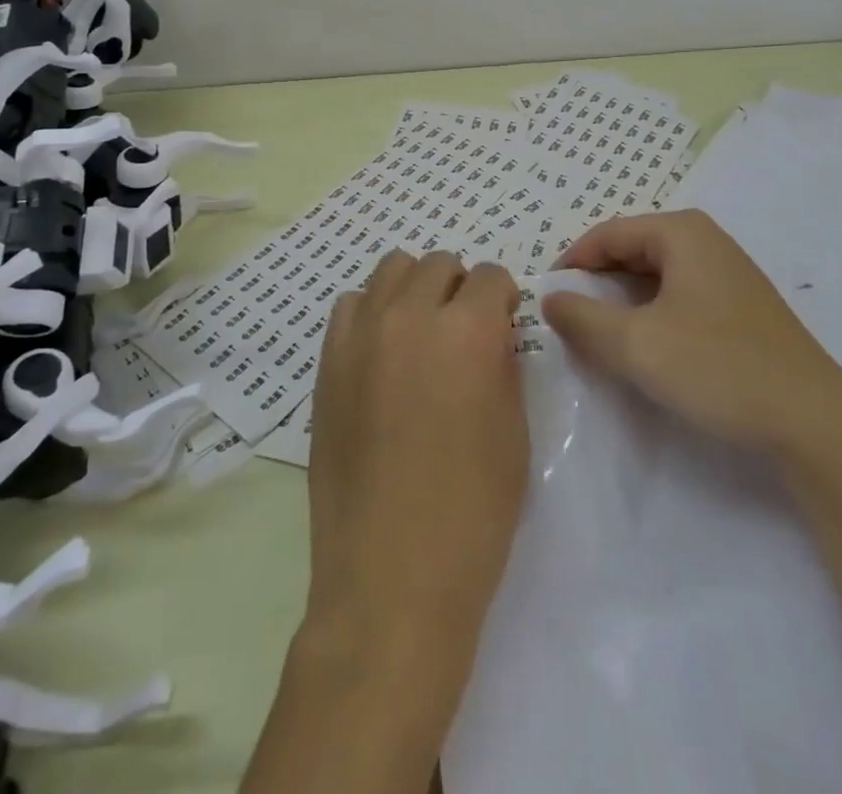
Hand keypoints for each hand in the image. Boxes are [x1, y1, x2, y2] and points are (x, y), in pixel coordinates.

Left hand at [304, 251, 527, 681]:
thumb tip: (491, 334)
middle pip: (437, 264)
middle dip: (459, 288)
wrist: (390, 578)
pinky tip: (382, 354)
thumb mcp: (513, 431)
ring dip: (415, 290)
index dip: (503, 298)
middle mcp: (409, 315)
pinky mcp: (328, 361)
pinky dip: (373, 313)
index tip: (503, 323)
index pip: (490, 276)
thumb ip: (502, 363)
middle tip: (464, 331)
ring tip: (422, 334)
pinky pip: (352, 306)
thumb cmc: (472, 513)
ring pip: (391, 271)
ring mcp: (360, 335)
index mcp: (466, 330)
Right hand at [545, 209, 841, 465]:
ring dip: (622, 303)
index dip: (571, 264)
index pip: (606, 234)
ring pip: (654, 277)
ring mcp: (728, 274)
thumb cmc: (718, 369)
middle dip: (596, 283)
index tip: (545, 299)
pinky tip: (647, 348)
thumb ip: (581, 318)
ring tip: (601, 337)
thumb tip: (550, 298)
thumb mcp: (636, 344)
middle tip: (568, 321)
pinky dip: (651, 315)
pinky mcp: (740, 308)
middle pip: (630, 250)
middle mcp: (706, 241)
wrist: (816, 425)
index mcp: (681, 233)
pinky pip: (678, 297)